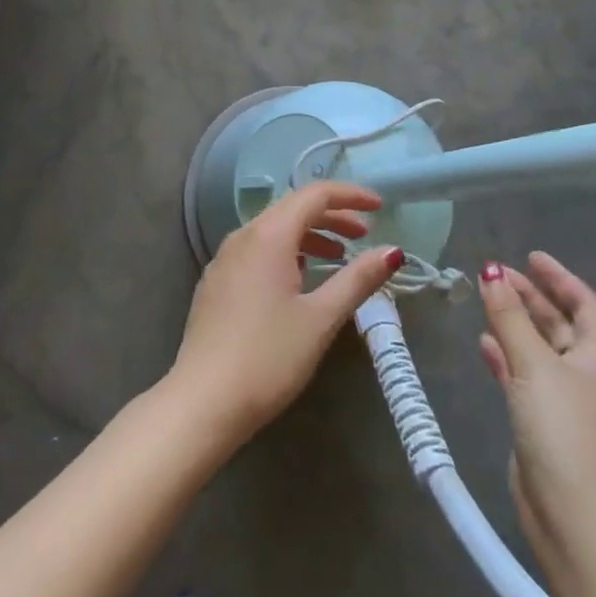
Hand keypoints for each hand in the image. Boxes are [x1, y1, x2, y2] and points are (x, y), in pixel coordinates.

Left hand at [168, 181, 402, 449]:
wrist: (203, 401)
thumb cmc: (269, 357)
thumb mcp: (320, 318)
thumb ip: (357, 280)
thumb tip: (392, 252)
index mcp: (268, 235)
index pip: (314, 195)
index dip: (349, 196)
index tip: (379, 207)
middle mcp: (243, 236)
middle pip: (292, 208)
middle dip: (332, 216)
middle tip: (364, 234)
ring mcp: (224, 259)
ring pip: (273, 230)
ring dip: (309, 235)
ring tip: (338, 257)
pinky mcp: (216, 282)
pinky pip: (256, 250)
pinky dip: (286, 252)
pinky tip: (299, 278)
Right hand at [478, 255, 595, 563]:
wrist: (570, 511)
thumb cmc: (562, 427)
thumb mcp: (534, 363)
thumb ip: (509, 316)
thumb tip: (491, 270)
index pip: (584, 304)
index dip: (560, 278)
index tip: (531, 256)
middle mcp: (582, 372)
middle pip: (558, 323)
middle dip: (530, 296)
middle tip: (495, 274)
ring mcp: (561, 399)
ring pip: (536, 347)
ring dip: (513, 323)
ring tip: (484, 300)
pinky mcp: (539, 421)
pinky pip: (520, 373)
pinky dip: (504, 355)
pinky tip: (483, 343)